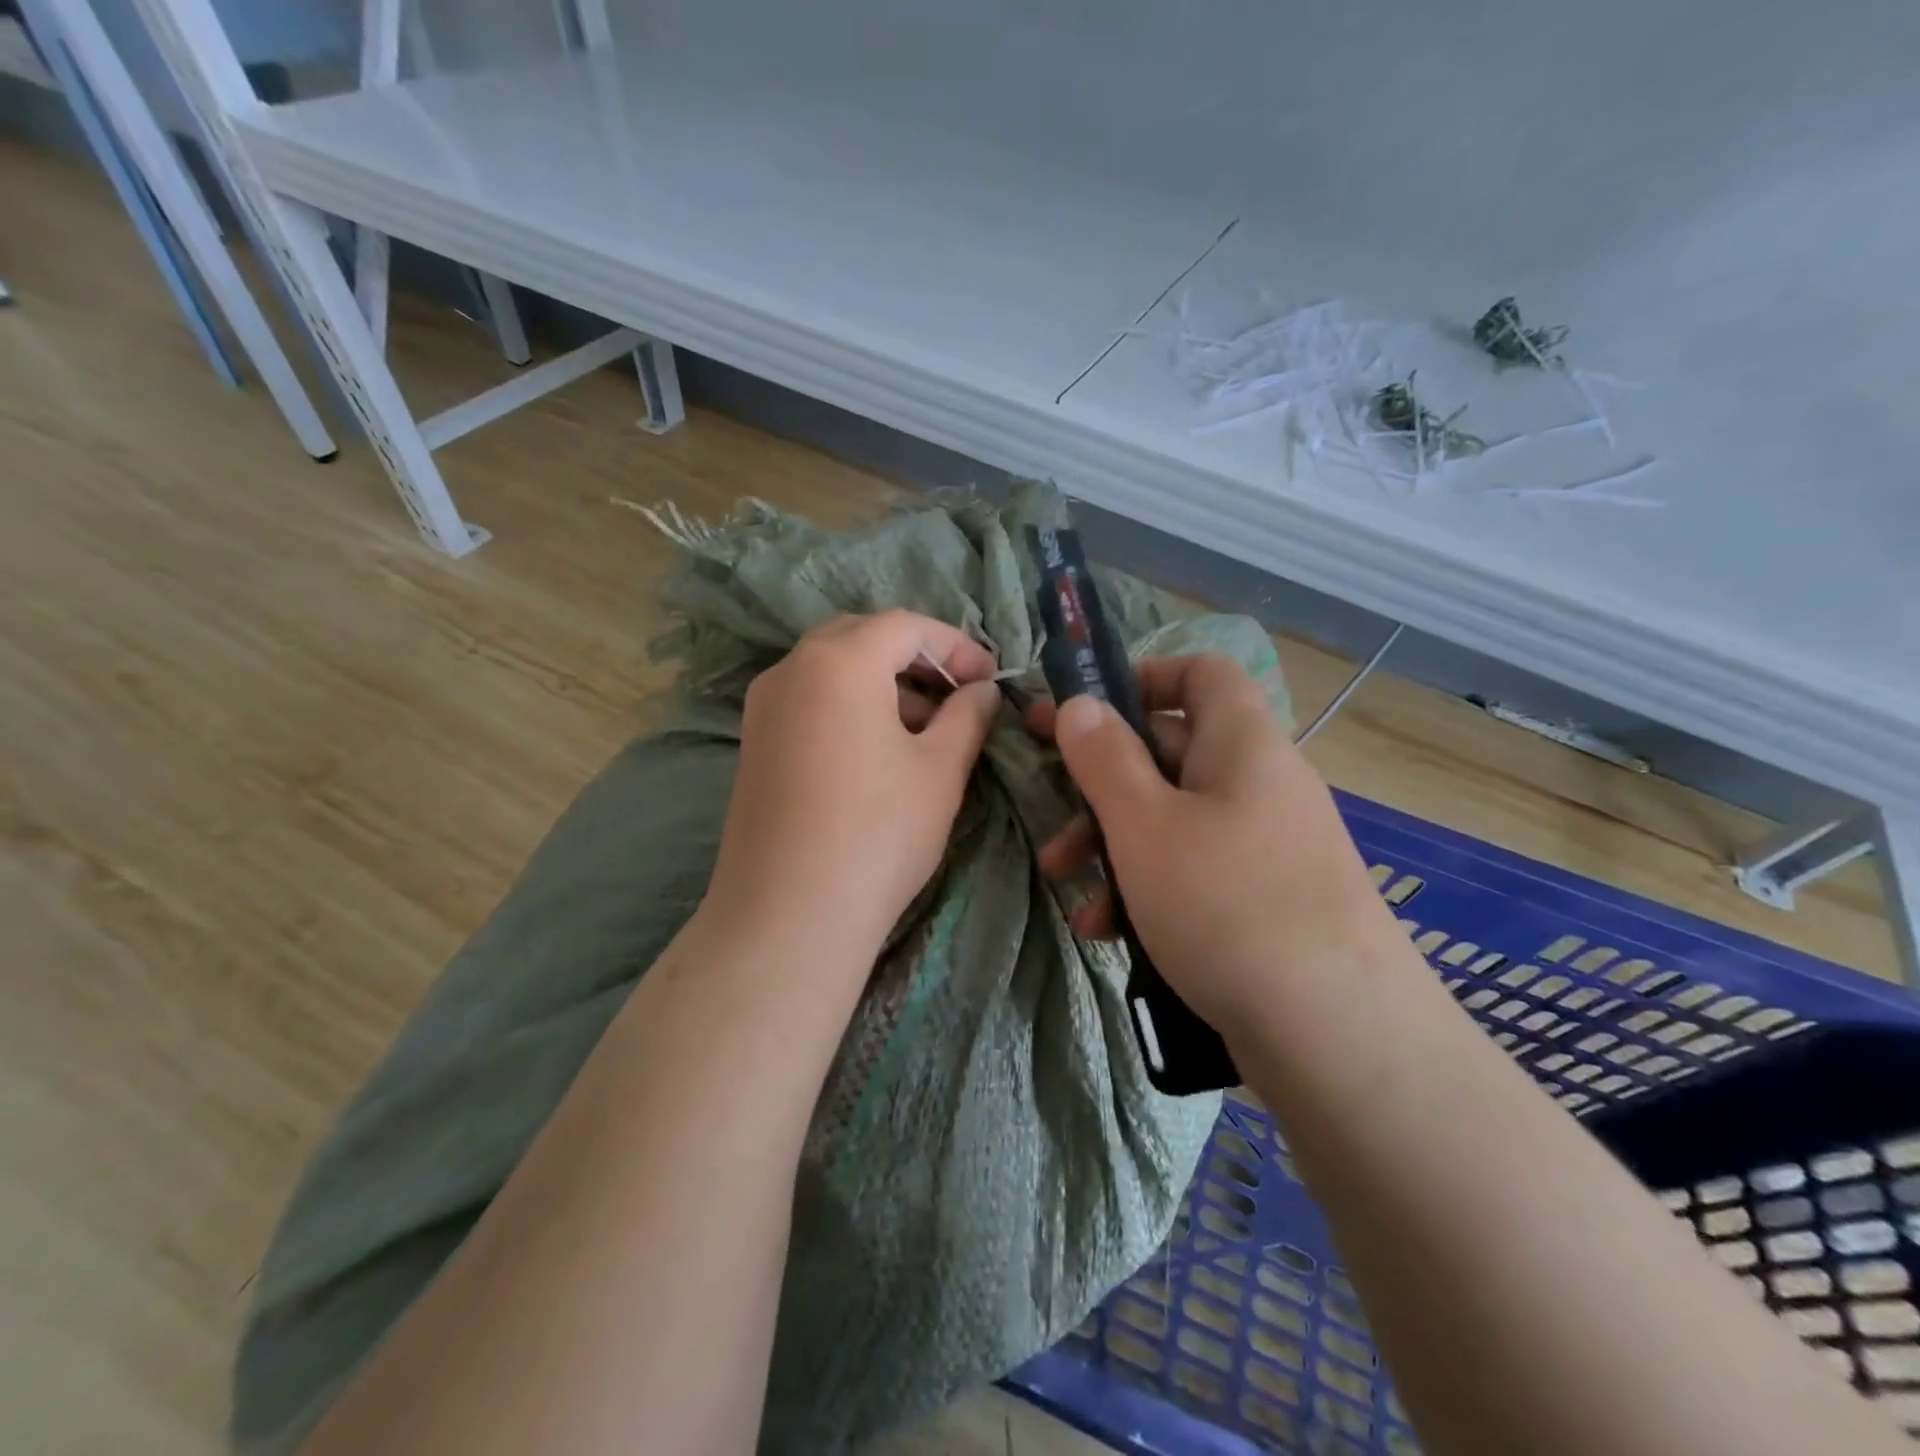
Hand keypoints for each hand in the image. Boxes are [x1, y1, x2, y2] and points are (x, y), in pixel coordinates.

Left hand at [703, 611, 1000, 967]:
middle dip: (916, 659)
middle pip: (862, 638)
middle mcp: (792, 669)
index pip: (905, 626)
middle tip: (957, 695)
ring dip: (883, 683)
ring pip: (833, 669)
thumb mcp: (940, 770)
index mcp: (839, 661)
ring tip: (926, 729)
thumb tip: (981, 691)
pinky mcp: (755, 742)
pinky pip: (810, 700)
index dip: (955, 646)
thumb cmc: (877, 833)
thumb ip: (967, 717)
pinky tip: (880, 751)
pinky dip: (850, 706)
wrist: (788, 915)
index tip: (990, 680)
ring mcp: (764, 706)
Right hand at [1028, 655, 1401, 1028]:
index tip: (1084, 712)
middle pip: (1170, 753)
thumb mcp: (1145, 825)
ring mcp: (1266, 847)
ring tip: (1066, 886)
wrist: (1339, 1039)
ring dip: (1113, 845)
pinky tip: (1107, 932)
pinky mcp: (1265, 903)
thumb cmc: (1226, 906)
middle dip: (1102, 783)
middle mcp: (1260, 784)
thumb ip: (1104, 758)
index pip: (1201, 673)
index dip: (1141, 677)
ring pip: (1174, 820)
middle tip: (1050, 811)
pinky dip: (1147, 888)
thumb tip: (1079, 705)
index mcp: (1243, 744)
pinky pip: (1195, 872)